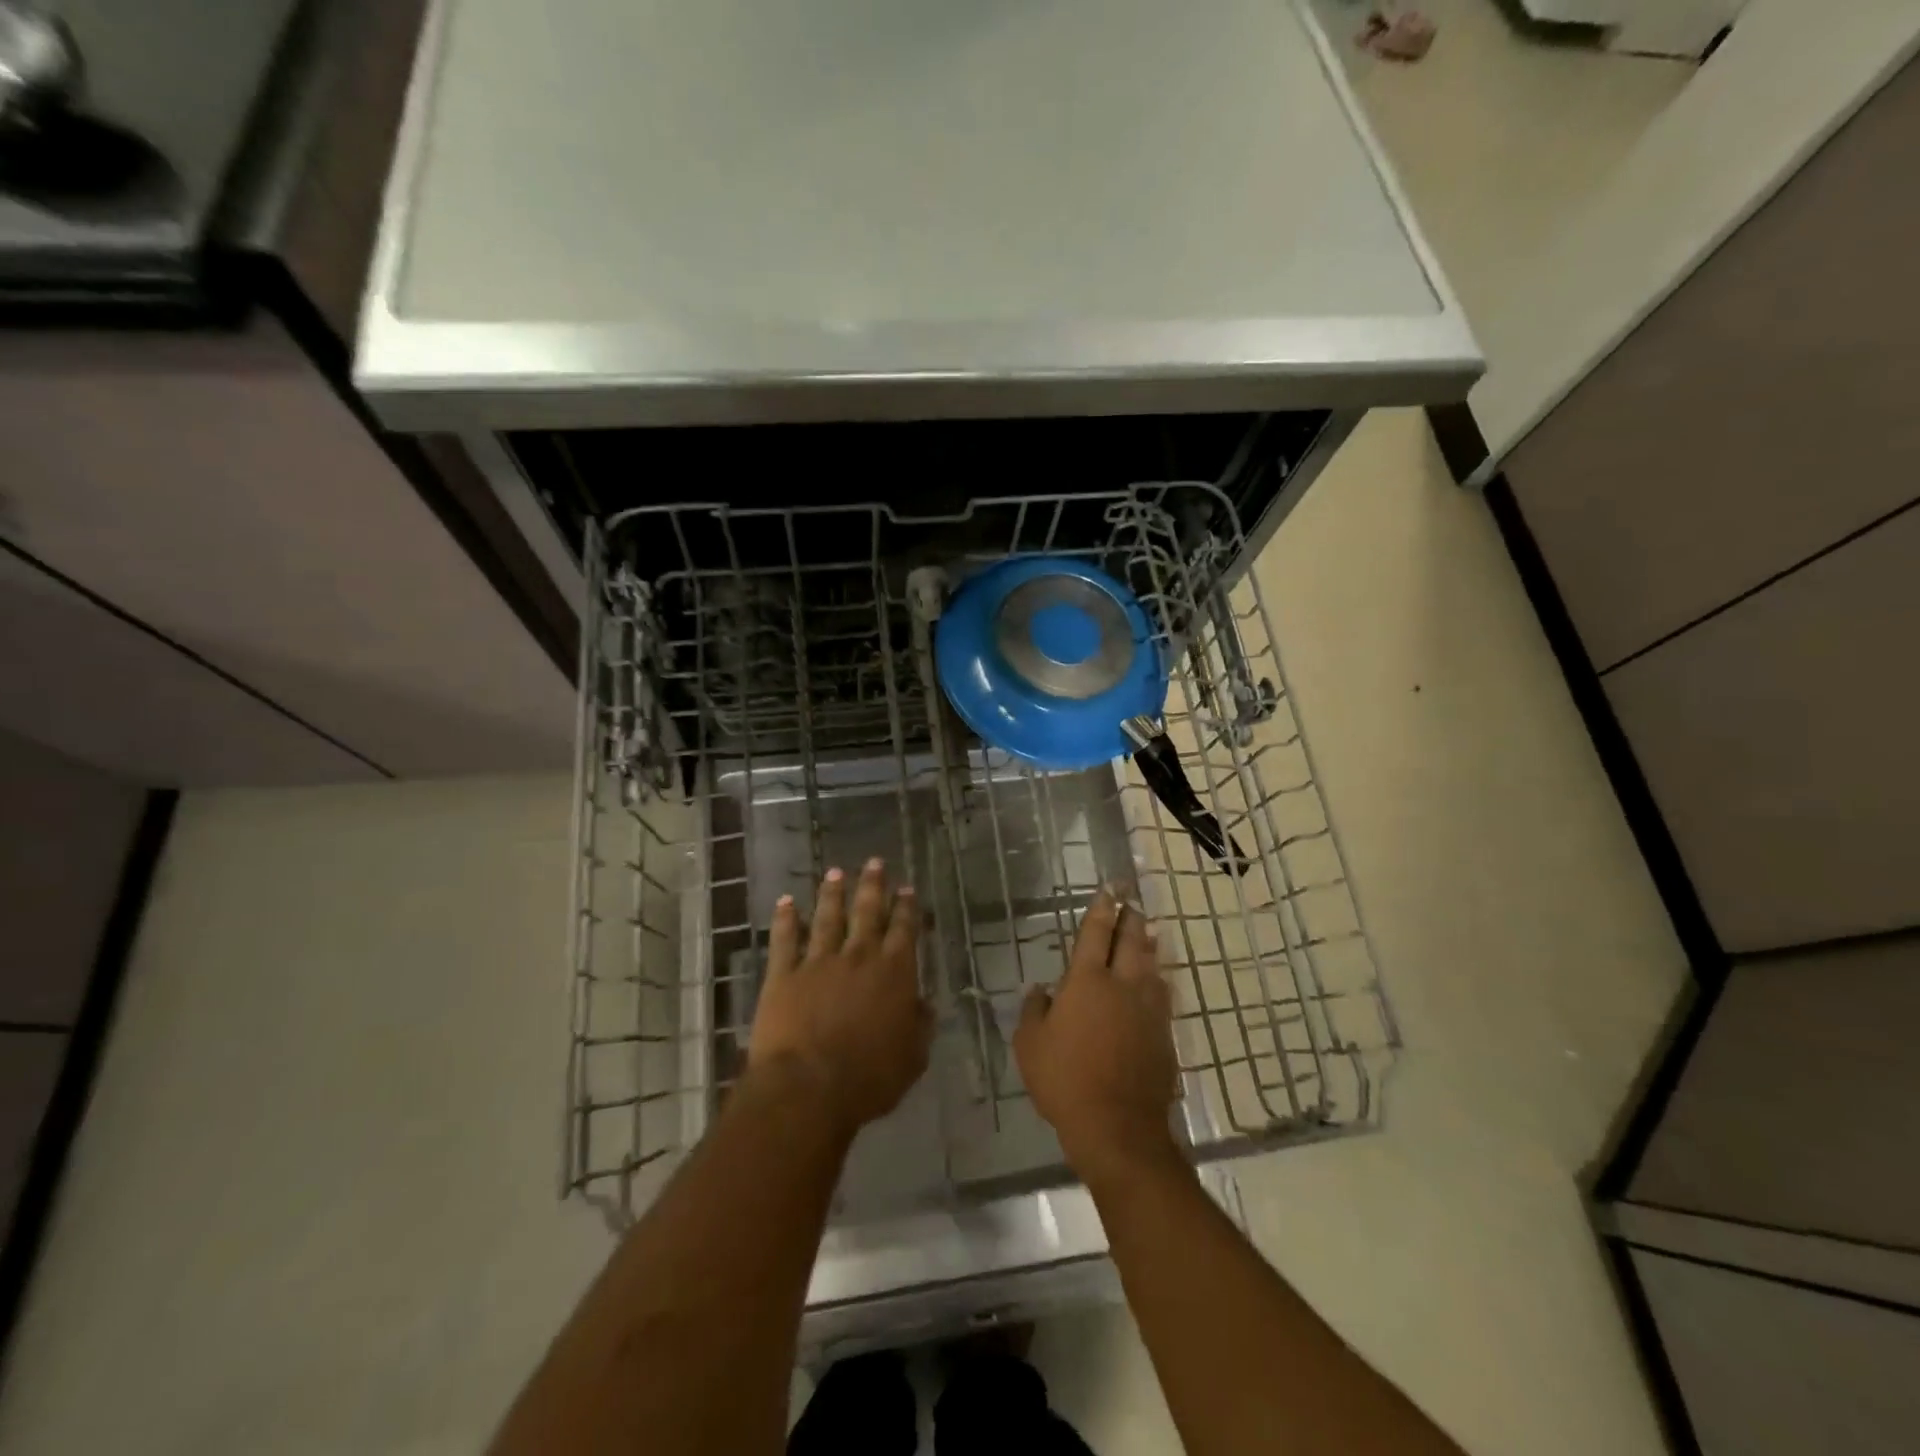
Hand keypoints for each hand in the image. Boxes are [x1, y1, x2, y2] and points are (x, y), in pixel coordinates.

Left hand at [748, 860, 930, 1137]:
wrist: (809, 1087)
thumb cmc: (869, 1078)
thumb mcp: (913, 1057)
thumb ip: (920, 1025)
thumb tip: (924, 1003)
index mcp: (894, 972)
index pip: (904, 930)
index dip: (907, 907)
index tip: (907, 888)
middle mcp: (859, 956)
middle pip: (867, 912)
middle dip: (872, 886)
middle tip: (873, 862)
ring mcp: (819, 961)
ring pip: (828, 917)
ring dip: (832, 894)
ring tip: (835, 873)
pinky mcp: (784, 974)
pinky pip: (785, 939)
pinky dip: (785, 919)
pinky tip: (786, 901)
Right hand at [1014, 889, 1180, 1183]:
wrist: (1117, 1126)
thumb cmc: (1064, 1080)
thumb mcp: (1030, 1046)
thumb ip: (1034, 1011)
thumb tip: (1040, 990)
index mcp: (1087, 981)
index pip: (1096, 933)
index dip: (1102, 909)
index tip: (1109, 890)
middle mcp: (1123, 985)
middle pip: (1131, 941)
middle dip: (1130, 918)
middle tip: (1131, 902)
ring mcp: (1148, 1009)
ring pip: (1152, 965)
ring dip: (1147, 944)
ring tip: (1147, 932)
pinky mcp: (1164, 1033)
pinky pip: (1162, 994)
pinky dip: (1157, 979)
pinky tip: (1156, 980)